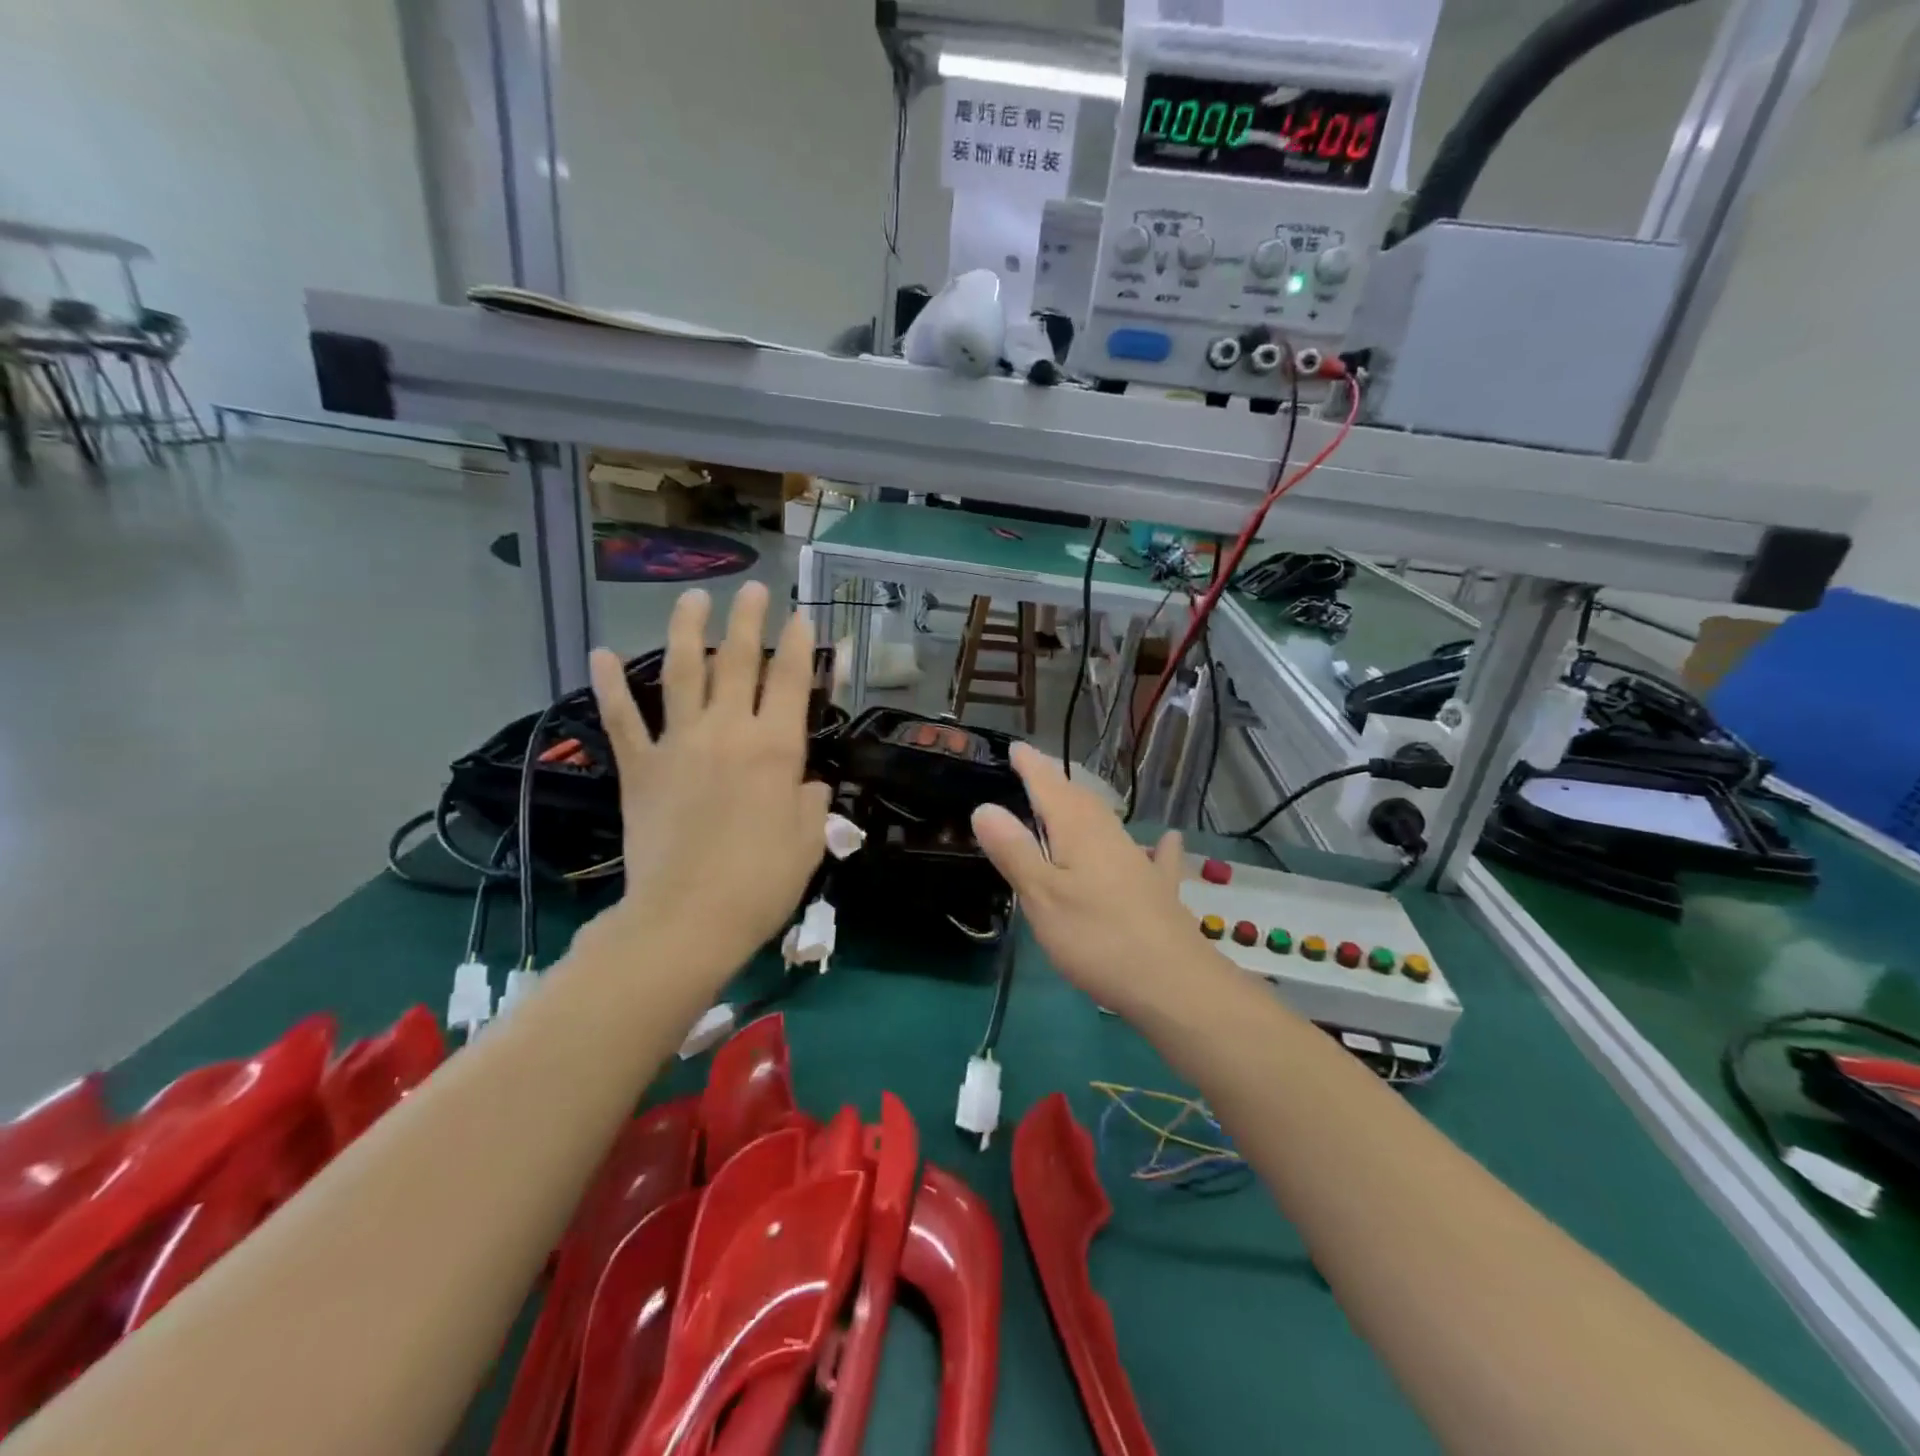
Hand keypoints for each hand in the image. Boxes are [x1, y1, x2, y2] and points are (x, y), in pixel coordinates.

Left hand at [588, 583, 830, 969]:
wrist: (686, 919)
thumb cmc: (760, 882)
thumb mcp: (808, 841)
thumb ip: (811, 802)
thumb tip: (804, 784)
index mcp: (775, 749)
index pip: (792, 681)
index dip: (800, 645)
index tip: (801, 615)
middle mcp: (728, 732)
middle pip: (738, 661)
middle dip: (748, 620)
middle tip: (752, 588)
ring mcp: (678, 745)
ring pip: (682, 673)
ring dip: (686, 630)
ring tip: (692, 596)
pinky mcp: (640, 768)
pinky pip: (622, 719)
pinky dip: (609, 686)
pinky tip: (599, 654)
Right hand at [971, 743, 1222, 1018]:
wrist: (1173, 983)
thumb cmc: (1096, 938)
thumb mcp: (1042, 896)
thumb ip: (1014, 851)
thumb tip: (984, 806)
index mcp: (1078, 831)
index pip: (1049, 786)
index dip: (1031, 766)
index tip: (1016, 747)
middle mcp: (1110, 836)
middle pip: (1079, 799)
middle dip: (1055, 783)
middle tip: (1035, 772)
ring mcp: (1138, 861)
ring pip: (1107, 822)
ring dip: (1086, 807)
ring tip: (1072, 801)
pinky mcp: (1157, 890)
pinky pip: (1153, 856)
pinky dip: (1154, 844)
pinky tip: (1167, 840)